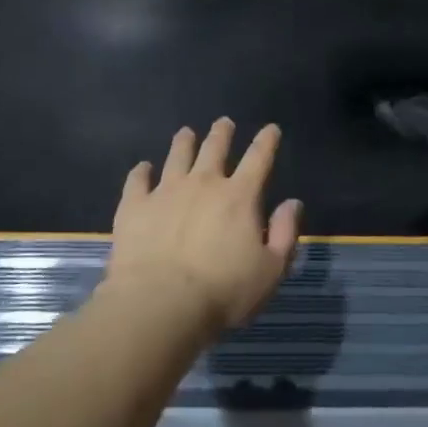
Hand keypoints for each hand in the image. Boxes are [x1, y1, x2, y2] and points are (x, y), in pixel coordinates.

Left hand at [104, 119, 303, 334]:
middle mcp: (203, 184)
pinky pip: (137, 180)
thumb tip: (292, 203)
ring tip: (186, 133)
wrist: (160, 303)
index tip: (271, 129)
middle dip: (222, 133)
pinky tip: (143, 168)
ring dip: (184, 142)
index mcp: (239, 197)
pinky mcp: (135, 206)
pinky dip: (141, 171)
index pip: (258, 159)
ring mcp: (165, 191)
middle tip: (224, 122)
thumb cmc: (223, 292)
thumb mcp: (271, 270)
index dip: (267, 141)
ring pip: (177, 156)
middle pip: (214, 149)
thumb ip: (285, 234)